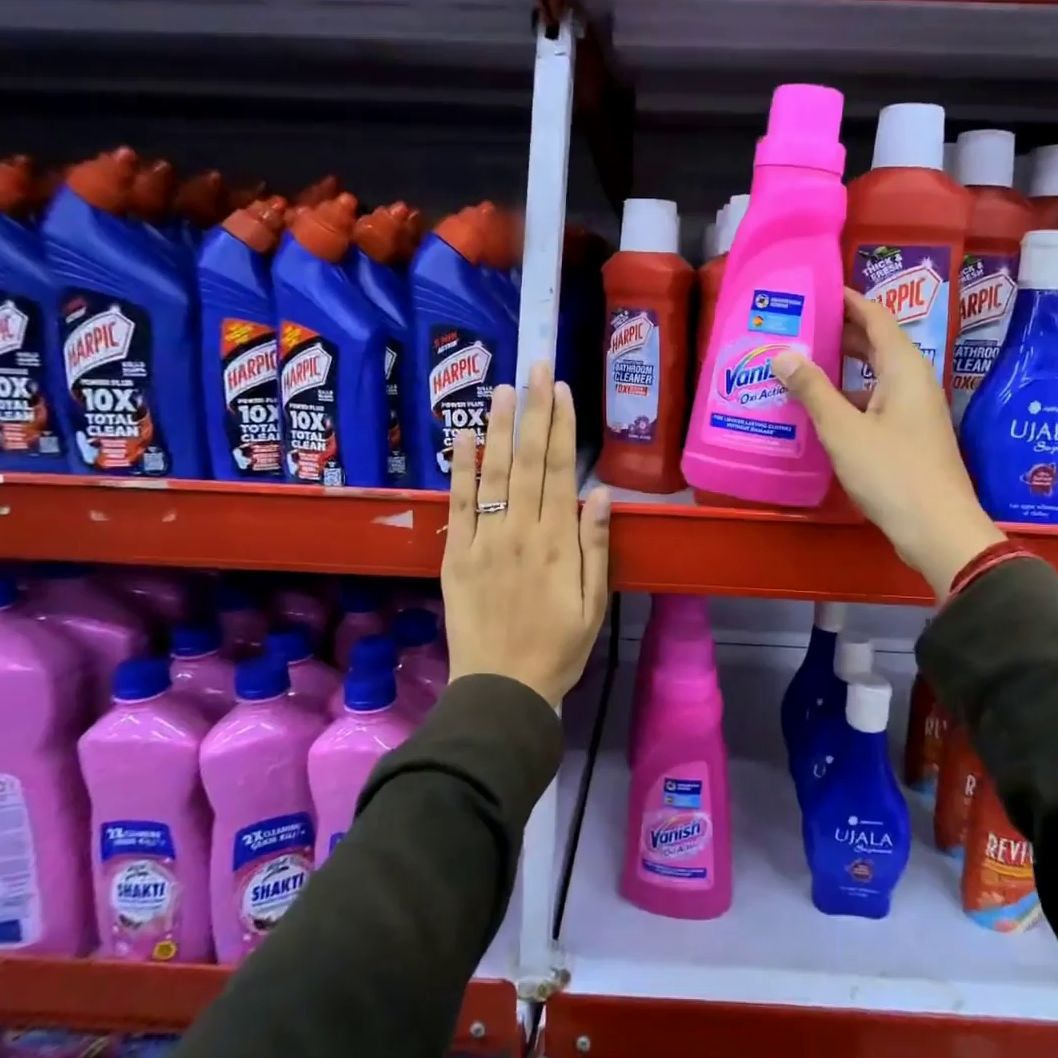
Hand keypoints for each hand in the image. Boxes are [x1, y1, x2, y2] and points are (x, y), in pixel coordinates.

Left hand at [443, 363, 612, 704]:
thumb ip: (596, 547)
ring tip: (503, 389)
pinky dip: (460, 470)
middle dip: (534, 411)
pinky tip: (461, 438)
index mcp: (558, 543)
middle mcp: (521, 532)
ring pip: (493, 474)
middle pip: (528, 462)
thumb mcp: (594, 604)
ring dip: (498, 428)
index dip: (561, 428)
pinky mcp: (456, 556)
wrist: (502, 690)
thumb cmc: (558, 648)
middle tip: (535, 368)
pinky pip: (459, 506)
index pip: (559, 472)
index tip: (562, 391)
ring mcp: (485, 541)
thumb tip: (602, 493)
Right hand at [772, 289, 1003, 594]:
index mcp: (904, 368)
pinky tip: (821, 407)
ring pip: (875, 375)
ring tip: (801, 362)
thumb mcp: (843, 430)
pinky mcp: (909, 435)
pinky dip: (849, 396)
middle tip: (798, 326)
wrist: (937, 529)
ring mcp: (914, 410)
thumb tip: (783, 354)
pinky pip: (876, 401)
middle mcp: (913, 381)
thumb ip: (813, 390)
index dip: (848, 300)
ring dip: (842, 366)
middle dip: (840, 331)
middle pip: (877, 343)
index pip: (876, 317)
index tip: (816, 291)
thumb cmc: (892, 472)